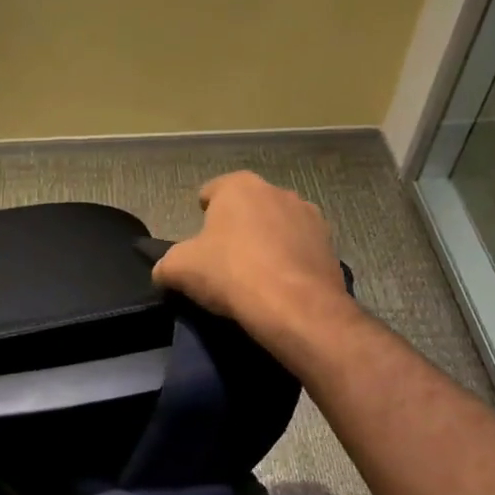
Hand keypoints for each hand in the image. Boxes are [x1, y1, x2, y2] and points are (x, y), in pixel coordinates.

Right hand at [152, 172, 355, 355]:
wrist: (295, 308)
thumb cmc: (230, 273)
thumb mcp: (178, 269)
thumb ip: (165, 265)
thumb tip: (163, 272)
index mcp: (239, 187)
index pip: (213, 190)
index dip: (203, 211)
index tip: (198, 236)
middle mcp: (277, 191)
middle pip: (248, 207)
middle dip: (237, 225)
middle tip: (223, 256)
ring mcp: (310, 217)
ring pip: (277, 225)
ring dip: (266, 241)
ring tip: (254, 273)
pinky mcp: (330, 246)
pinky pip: (299, 249)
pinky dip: (289, 261)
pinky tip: (278, 285)